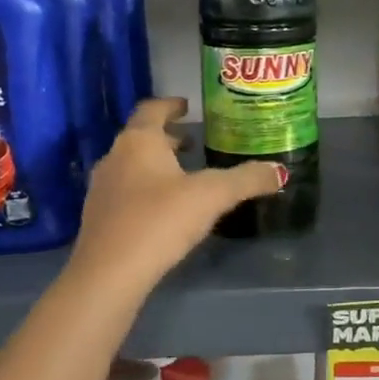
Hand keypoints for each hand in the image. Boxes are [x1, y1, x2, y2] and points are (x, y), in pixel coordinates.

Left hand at [68, 97, 282, 294]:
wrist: (109, 274)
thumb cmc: (159, 221)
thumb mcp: (212, 196)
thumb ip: (246, 180)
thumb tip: (280, 171)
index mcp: (139, 141)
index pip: (152, 109)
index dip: (171, 105)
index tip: (187, 106)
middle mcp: (114, 157)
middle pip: (141, 138)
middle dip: (167, 138)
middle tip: (193, 143)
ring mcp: (102, 189)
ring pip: (132, 166)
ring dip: (156, 165)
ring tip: (183, 176)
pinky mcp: (98, 218)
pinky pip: (126, 192)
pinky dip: (145, 190)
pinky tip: (164, 210)